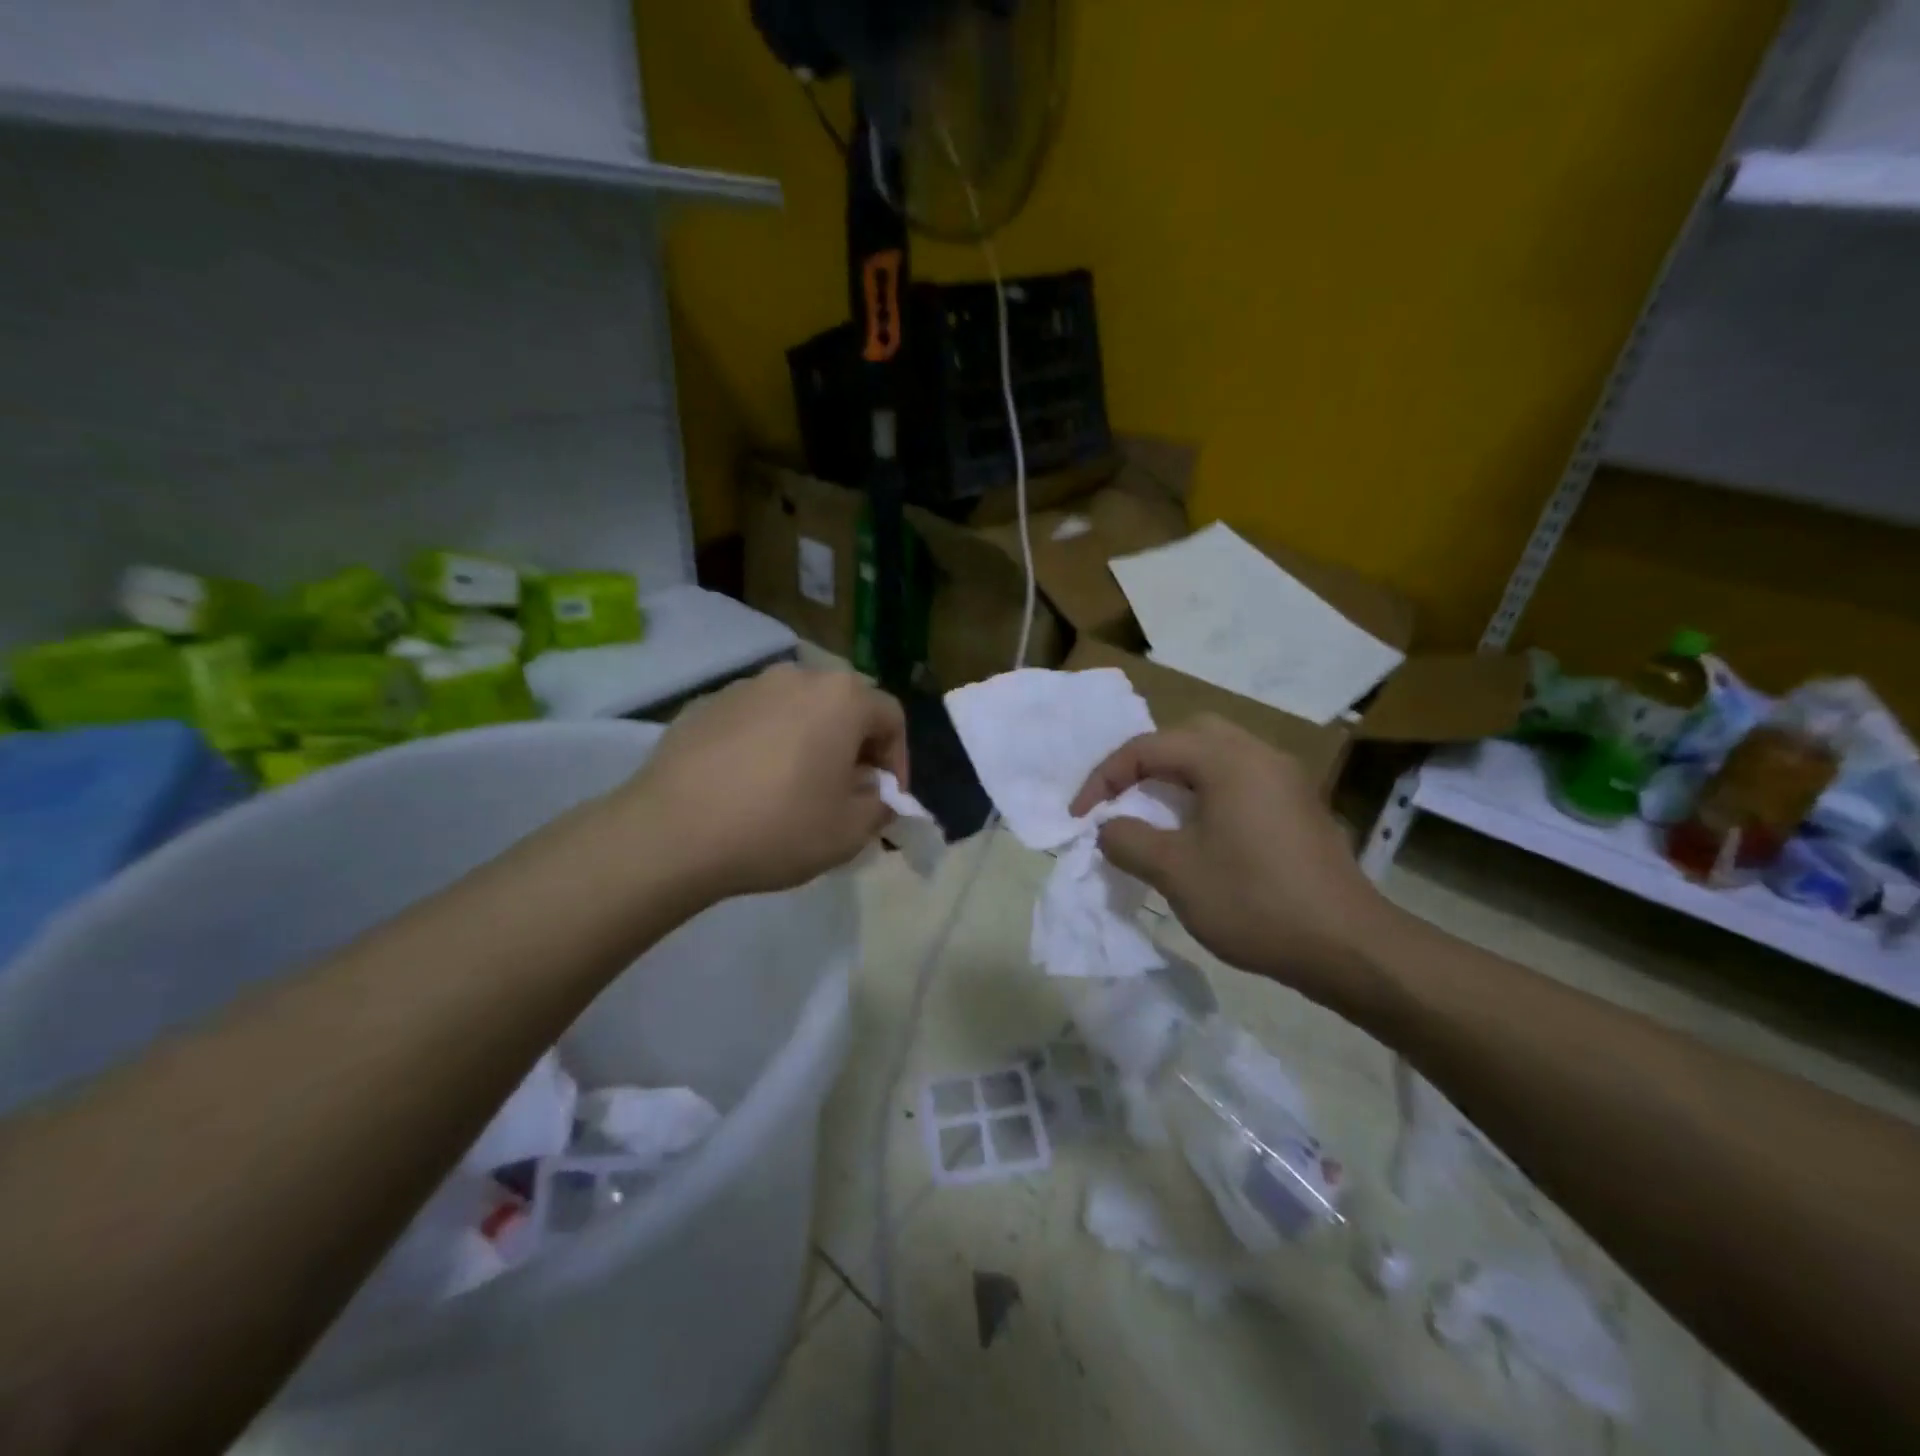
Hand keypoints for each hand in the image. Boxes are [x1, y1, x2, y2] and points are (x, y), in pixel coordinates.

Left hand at [619, 664, 907, 903]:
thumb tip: (876, 795)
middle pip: (844, 706)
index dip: (898, 760)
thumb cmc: (777, 827)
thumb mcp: (849, 832)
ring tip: (795, 786)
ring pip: (797, 709)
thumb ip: (880, 807)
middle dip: (854, 747)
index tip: (886, 798)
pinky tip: (748, 784)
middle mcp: (797, 677)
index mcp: (842, 698)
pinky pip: (755, 719)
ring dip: (809, 741)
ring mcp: (747, 686)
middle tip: (845, 791)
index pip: (891, 717)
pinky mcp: (706, 704)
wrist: (672, 832)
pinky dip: (766, 743)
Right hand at [1070, 714, 1388, 1003]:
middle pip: (1188, 735)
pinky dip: (1207, 791)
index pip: (1149, 747)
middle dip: (1145, 762)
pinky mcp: (1299, 806)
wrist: (1348, 946)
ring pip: (1217, 755)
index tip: (1080, 816)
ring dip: (1177, 776)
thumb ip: (1128, 839)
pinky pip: (1241, 779)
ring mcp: (1286, 779)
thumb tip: (1108, 827)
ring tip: (1153, 811)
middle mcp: (1260, 755)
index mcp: (1227, 760)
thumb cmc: (1255, 901)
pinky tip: (1198, 830)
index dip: (1105, 778)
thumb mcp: (1175, 872)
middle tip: (1122, 796)